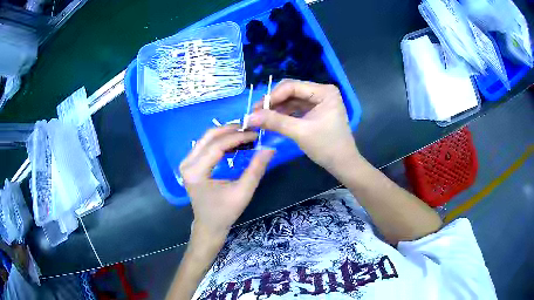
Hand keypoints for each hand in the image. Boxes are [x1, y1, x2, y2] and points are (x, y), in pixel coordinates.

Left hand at [179, 125, 274, 238]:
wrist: (209, 225)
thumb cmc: (225, 212)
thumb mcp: (243, 192)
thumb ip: (256, 169)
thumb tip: (270, 148)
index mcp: (196, 172)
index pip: (217, 146)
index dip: (237, 137)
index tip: (255, 134)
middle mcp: (187, 163)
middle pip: (209, 137)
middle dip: (231, 130)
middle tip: (250, 129)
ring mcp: (186, 162)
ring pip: (206, 138)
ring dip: (226, 134)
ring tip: (245, 135)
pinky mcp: (190, 163)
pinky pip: (205, 145)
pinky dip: (220, 141)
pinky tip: (235, 143)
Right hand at [249, 79, 360, 174]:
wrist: (343, 164)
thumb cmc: (327, 147)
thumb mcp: (300, 132)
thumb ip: (275, 122)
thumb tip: (249, 117)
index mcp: (324, 91)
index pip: (292, 86)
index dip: (272, 96)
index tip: (256, 109)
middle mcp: (322, 92)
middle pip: (291, 91)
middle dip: (273, 101)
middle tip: (256, 113)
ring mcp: (319, 101)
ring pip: (292, 99)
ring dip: (277, 108)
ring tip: (261, 118)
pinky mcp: (315, 110)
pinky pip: (296, 108)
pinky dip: (284, 113)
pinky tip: (273, 120)